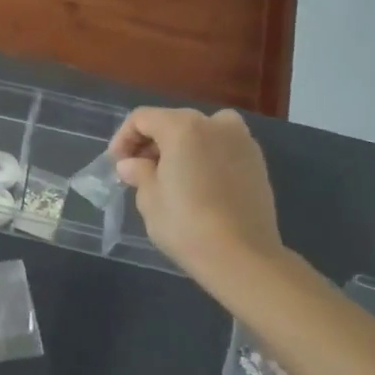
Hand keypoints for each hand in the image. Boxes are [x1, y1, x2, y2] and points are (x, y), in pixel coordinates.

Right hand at [110, 107, 283, 289]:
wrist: (242, 256)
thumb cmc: (186, 224)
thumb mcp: (149, 198)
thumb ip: (139, 172)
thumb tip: (132, 164)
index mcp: (183, 127)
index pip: (143, 118)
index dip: (124, 137)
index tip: (117, 163)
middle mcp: (215, 124)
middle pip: (173, 121)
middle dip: (152, 142)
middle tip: (139, 170)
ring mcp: (241, 141)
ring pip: (201, 131)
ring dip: (180, 146)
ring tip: (169, 175)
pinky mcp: (257, 162)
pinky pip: (222, 147)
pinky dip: (205, 155)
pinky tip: (197, 183)